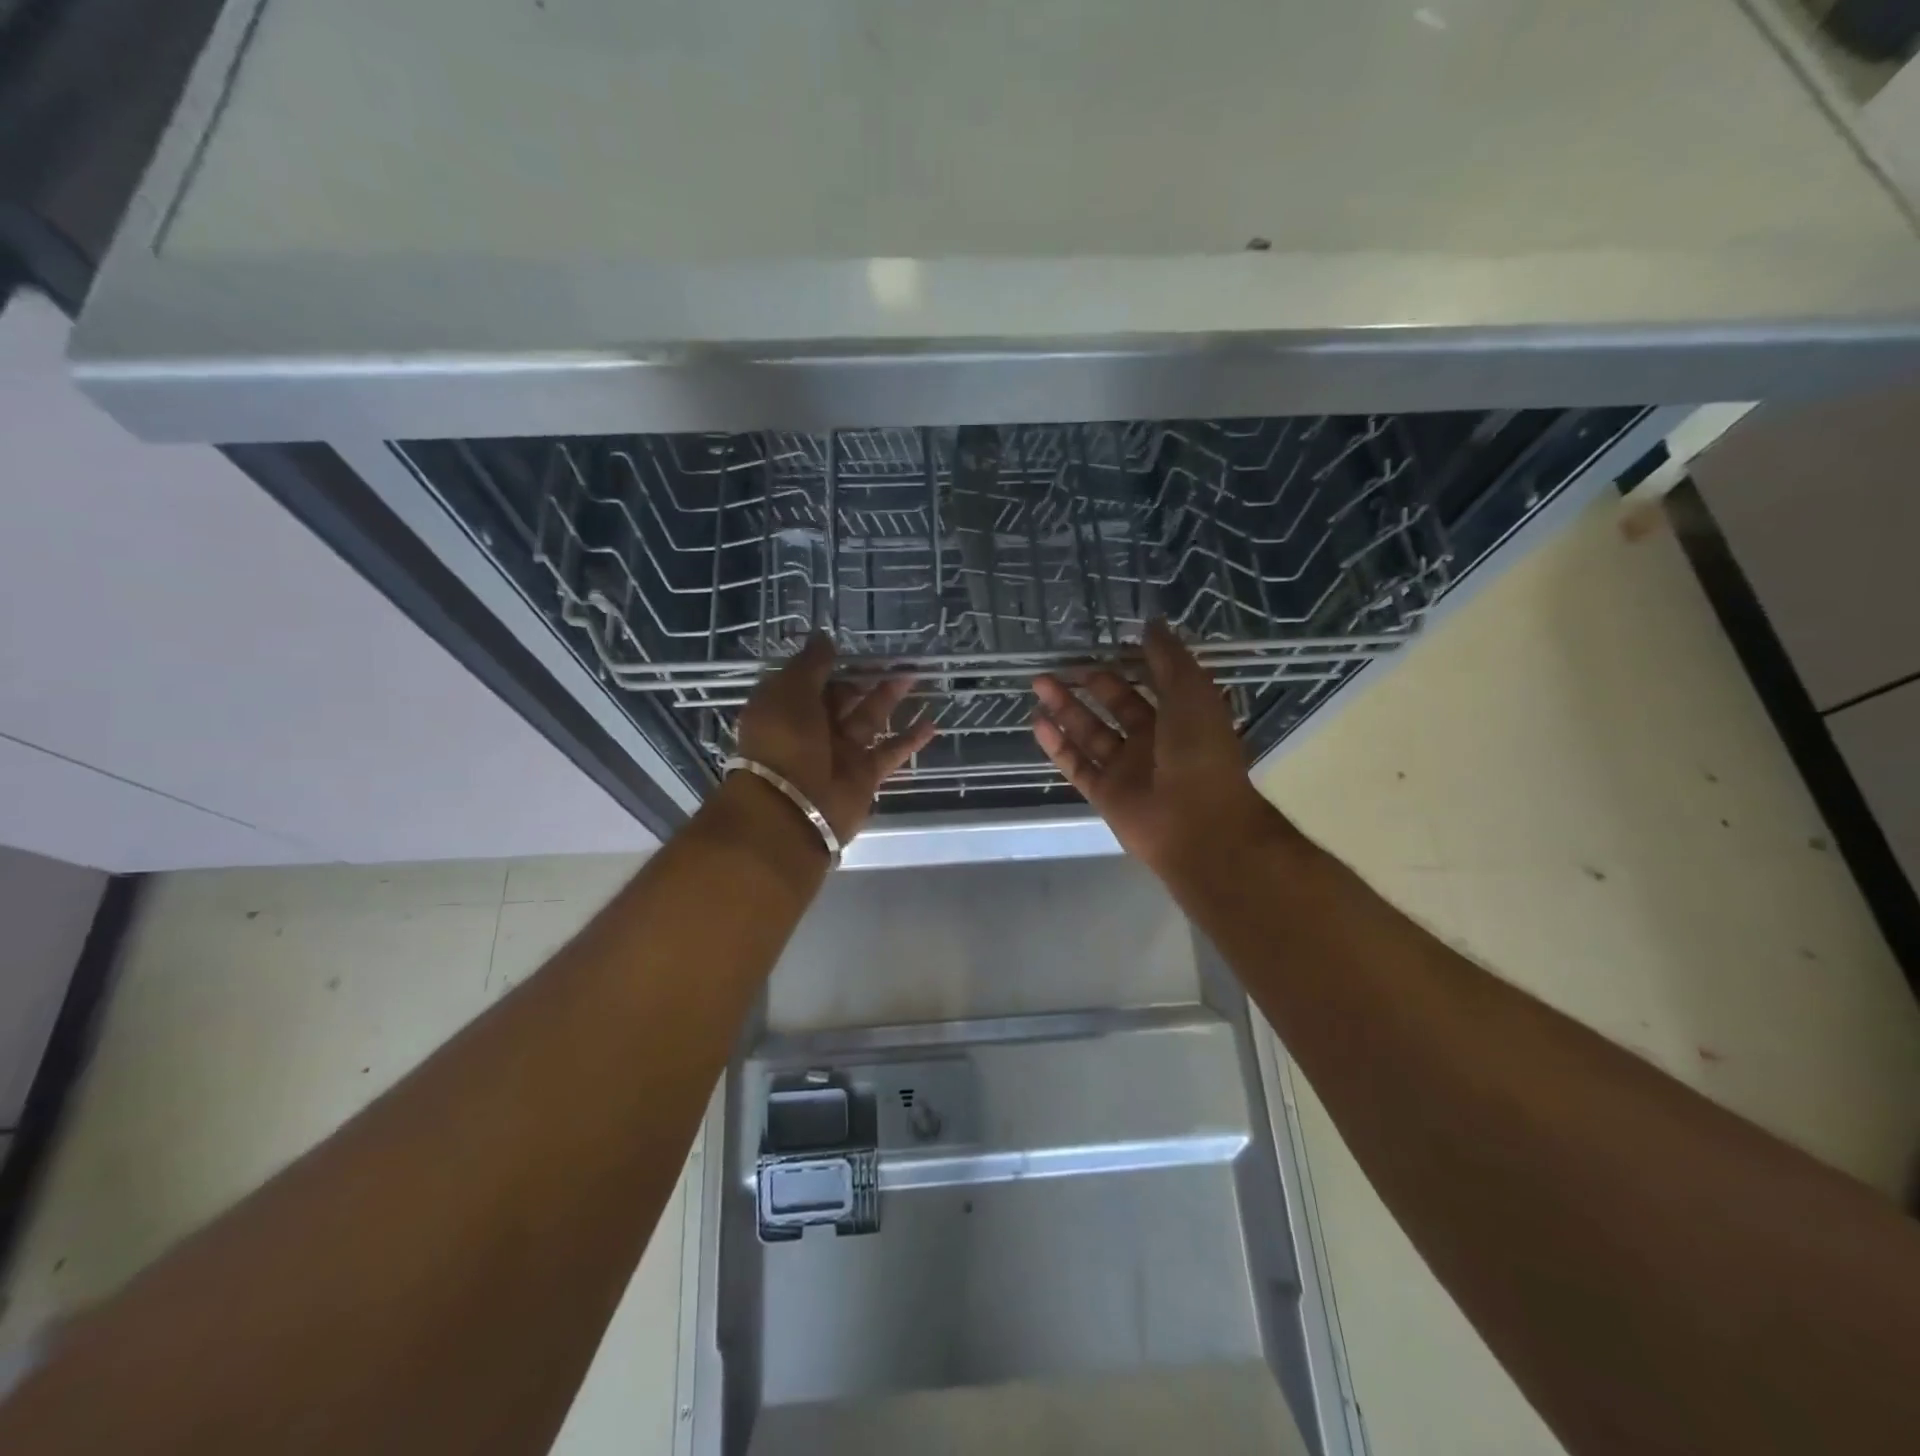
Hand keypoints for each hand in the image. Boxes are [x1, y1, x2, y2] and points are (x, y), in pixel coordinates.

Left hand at [735, 634, 936, 843]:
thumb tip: (825, 638)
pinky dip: (910, 739)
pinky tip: (932, 722)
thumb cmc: (784, 742)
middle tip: (896, 657)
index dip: (832, 663)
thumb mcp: (788, 692)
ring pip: (869, 719)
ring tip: (915, 675)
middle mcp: (812, 730)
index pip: (811, 680)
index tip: (857, 646)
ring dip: (890, 698)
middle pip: (843, 698)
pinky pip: (890, 752)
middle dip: (866, 678)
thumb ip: (811, 664)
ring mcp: (840, 753)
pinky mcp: (864, 775)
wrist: (792, 809)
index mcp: (786, 708)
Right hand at [1031, 620, 1291, 882]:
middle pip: (1115, 706)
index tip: (1103, 644)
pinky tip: (1037, 722)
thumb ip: (1169, 659)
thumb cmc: (1200, 752)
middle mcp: (1153, 741)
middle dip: (1089, 683)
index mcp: (1180, 717)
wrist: (1199, 825)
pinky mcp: (1105, 794)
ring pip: (1090, 733)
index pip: (1150, 683)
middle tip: (1060, 664)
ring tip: (1038, 683)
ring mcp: (1127, 769)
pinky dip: (1057, 745)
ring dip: (1064, 708)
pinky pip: (1077, 765)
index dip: (1129, 664)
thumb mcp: (1192, 693)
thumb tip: (1150, 624)